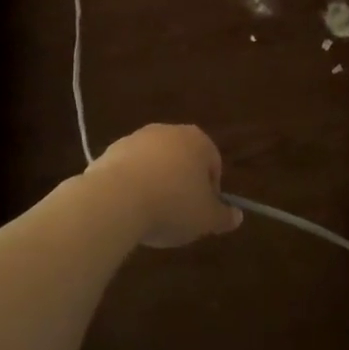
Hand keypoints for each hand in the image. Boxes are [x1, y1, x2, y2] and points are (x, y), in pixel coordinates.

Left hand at [87, 124, 240, 248]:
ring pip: (154, 163)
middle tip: (178, 214)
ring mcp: (137, 138)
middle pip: (182, 159)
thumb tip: (237, 216)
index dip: (211, 191)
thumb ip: (224, 217)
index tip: (201, 213)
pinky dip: (132, 185)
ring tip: (150, 214)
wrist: (116, 198)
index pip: (213, 163)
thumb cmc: (173, 205)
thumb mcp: (206, 219)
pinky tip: (128, 208)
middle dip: (182, 184)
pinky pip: (130, 170)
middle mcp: (168, 131)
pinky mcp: (111, 150)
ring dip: (156, 183)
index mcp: (197, 140)